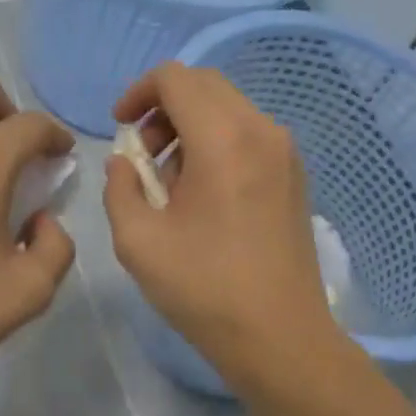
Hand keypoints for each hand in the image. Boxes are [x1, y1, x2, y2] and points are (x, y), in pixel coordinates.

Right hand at [104, 63, 333, 375]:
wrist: (279, 337)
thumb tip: (125, 163)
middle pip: (205, 86)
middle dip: (163, 108)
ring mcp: (286, 153)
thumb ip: (120, 188)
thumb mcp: (138, 241)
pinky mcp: (295, 176)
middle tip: (143, 154)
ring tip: (170, 183)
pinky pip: (249, 136)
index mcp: (224, 140)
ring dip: (190, 127)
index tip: (120, 128)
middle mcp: (262, 131)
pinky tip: (203, 196)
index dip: (138, 93)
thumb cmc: (204, 290)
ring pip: (229, 109)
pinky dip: (217, 145)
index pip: (175, 78)